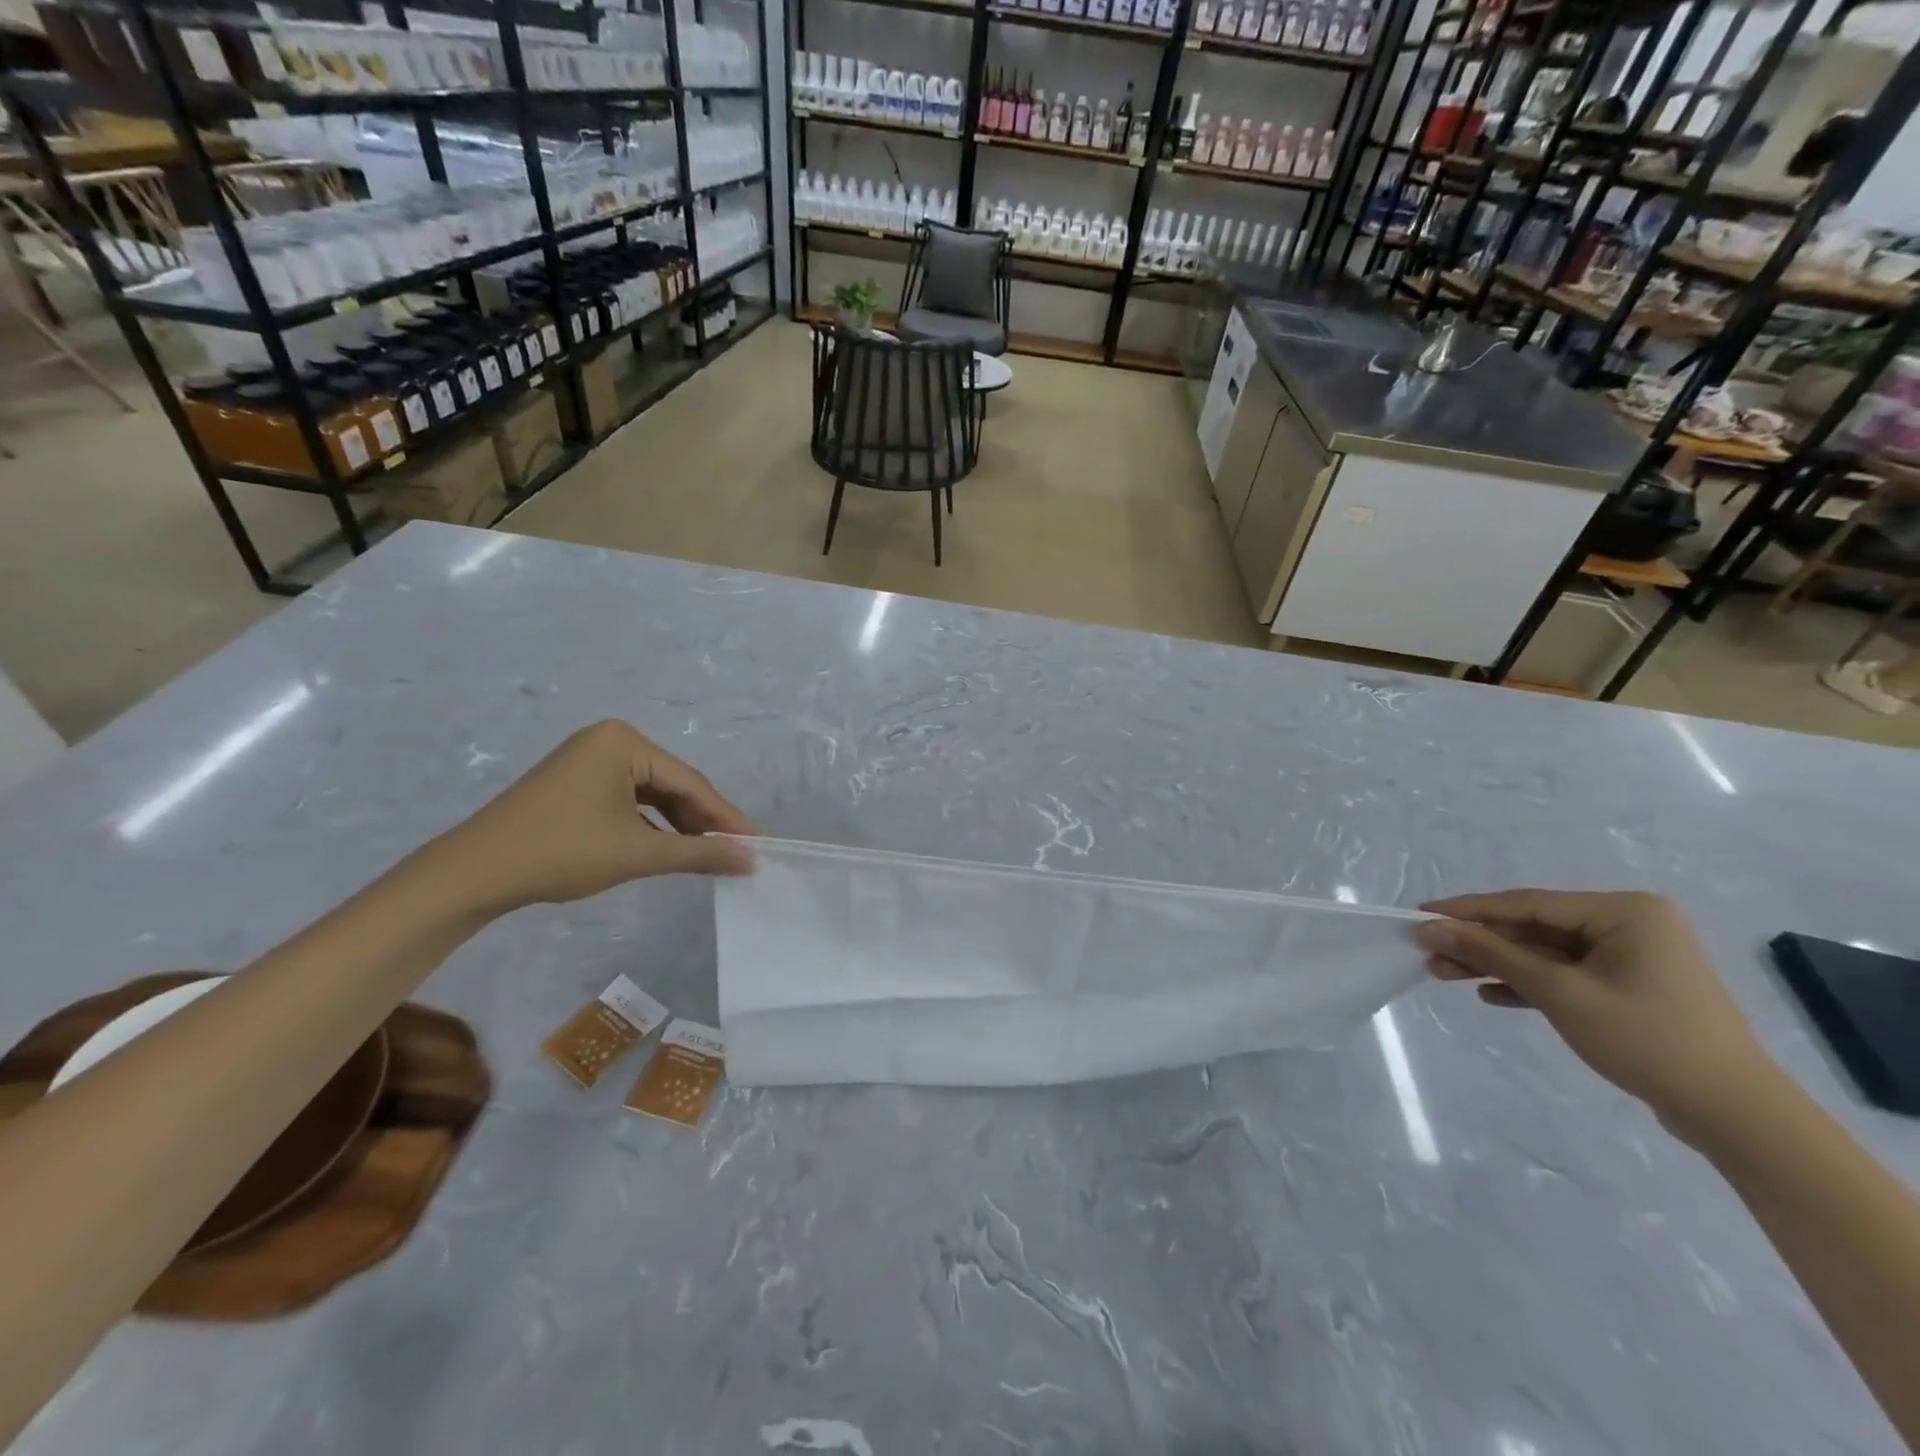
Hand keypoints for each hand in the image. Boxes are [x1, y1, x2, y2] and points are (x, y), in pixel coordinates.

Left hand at [428, 720, 752, 914]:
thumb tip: (751, 859)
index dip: (724, 817)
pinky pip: (628, 798)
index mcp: (624, 741)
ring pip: (652, 793)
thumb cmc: (562, 852)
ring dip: (678, 824)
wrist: (474, 873)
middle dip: (701, 821)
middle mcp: (609, 739)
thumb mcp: (638, 853)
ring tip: (706, 854)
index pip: (689, 782)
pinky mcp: (575, 781)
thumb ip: (699, 853)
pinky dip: (649, 823)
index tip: (756, 844)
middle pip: (672, 784)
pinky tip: (666, 846)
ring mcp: (589, 758)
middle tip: (734, 852)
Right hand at [1414, 890, 1779, 1139]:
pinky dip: (1528, 985)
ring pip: (1545, 954)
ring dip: (1497, 965)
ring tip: (1444, 974)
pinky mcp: (1629, 989)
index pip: (1527, 903)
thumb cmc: (1646, 1038)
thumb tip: (1429, 927)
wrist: (1734, 1115)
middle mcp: (1629, 924)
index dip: (1468, 910)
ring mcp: (1631, 958)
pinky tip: (1490, 995)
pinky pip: (1565, 976)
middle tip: (1428, 952)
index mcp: (1623, 911)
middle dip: (1480, 944)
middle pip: (1533, 928)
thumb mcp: (1558, 992)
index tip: (1420, 915)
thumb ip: (1492, 954)